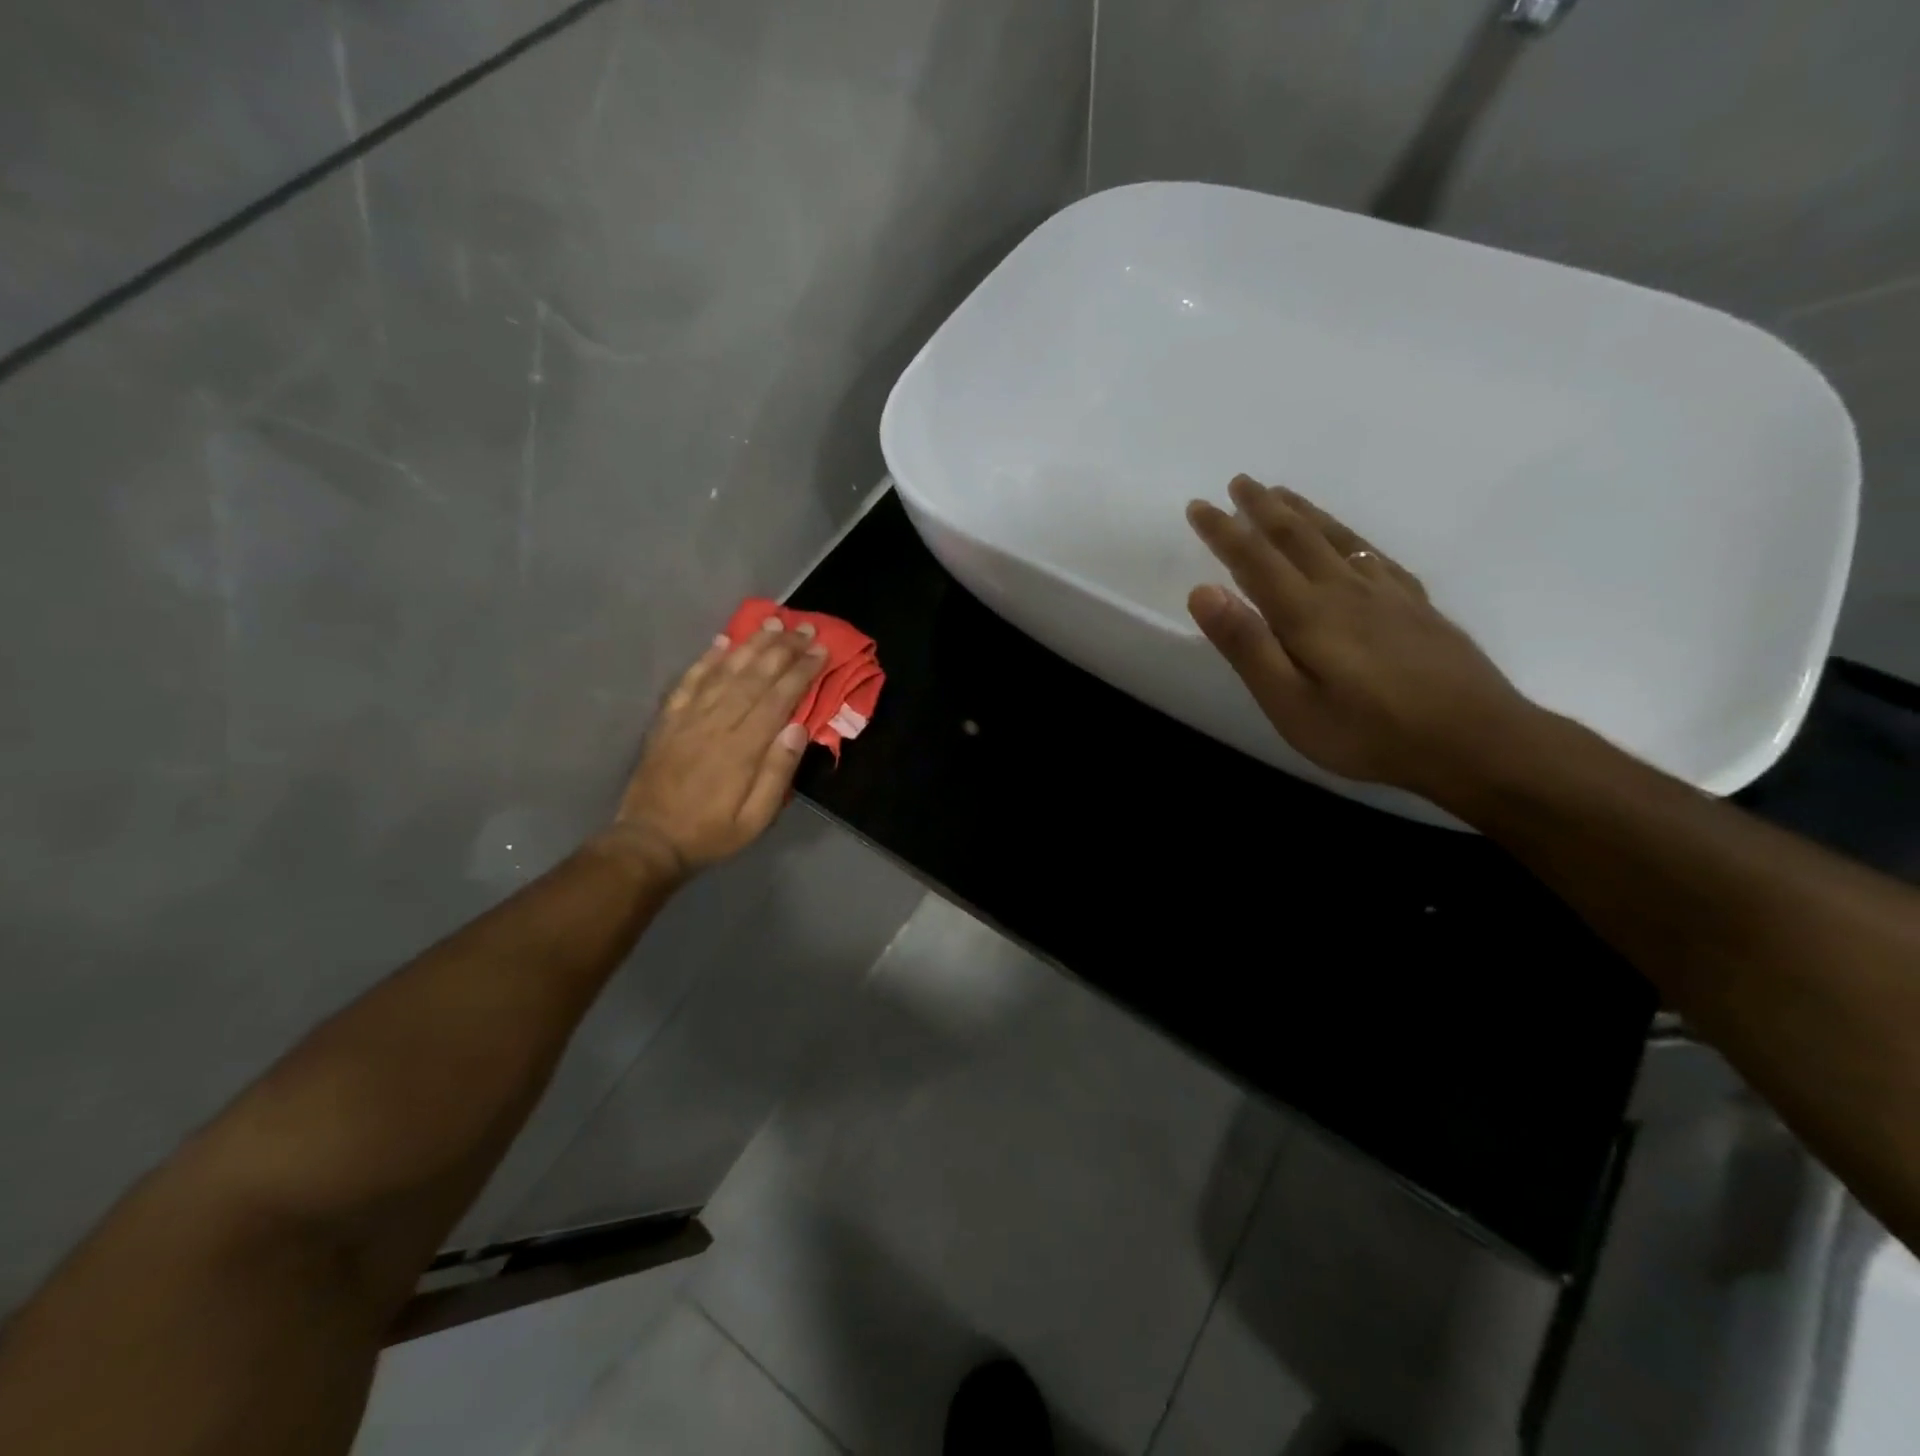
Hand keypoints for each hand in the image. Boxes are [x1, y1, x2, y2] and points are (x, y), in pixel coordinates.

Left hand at [609, 617, 827, 876]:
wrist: (650, 841)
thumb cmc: (712, 833)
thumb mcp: (756, 819)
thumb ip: (778, 773)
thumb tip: (798, 729)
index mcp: (743, 748)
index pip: (778, 699)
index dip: (801, 671)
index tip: (820, 650)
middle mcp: (716, 724)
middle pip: (754, 677)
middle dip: (782, 649)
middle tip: (804, 627)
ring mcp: (689, 718)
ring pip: (724, 671)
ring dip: (750, 644)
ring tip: (771, 622)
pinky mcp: (668, 720)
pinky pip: (689, 681)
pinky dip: (707, 659)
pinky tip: (722, 641)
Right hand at [1185, 474, 1537, 799]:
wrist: (1476, 741)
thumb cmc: (1368, 732)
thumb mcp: (1290, 702)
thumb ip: (1246, 645)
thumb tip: (1202, 590)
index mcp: (1307, 612)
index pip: (1254, 559)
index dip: (1223, 531)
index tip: (1198, 504)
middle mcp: (1344, 589)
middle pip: (1298, 536)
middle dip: (1262, 508)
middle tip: (1240, 482)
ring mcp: (1386, 594)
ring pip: (1337, 538)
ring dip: (1304, 512)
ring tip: (1283, 493)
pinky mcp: (1417, 606)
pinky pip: (1375, 555)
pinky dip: (1351, 537)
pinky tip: (1350, 542)